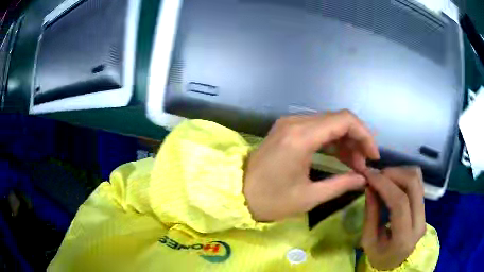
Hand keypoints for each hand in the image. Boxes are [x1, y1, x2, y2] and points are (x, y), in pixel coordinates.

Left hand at [243, 110, 379, 221]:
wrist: (236, 193)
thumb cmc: (271, 200)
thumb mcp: (309, 197)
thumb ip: (341, 184)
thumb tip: (363, 179)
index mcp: (301, 137)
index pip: (344, 120)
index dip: (364, 135)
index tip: (373, 155)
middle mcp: (296, 122)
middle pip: (338, 120)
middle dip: (357, 140)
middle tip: (364, 164)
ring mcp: (289, 123)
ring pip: (328, 123)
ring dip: (345, 141)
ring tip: (355, 164)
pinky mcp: (286, 129)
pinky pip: (316, 128)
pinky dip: (331, 141)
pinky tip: (340, 157)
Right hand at [361, 167, 426, 270]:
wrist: (397, 262)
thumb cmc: (380, 256)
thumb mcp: (368, 241)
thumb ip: (371, 214)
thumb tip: (369, 186)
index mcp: (404, 237)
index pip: (400, 202)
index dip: (384, 184)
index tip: (369, 175)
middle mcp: (420, 221)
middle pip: (413, 184)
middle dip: (393, 173)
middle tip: (376, 175)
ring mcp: (425, 212)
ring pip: (417, 178)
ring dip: (399, 172)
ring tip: (383, 177)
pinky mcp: (425, 205)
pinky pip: (418, 181)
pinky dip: (404, 174)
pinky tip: (393, 180)